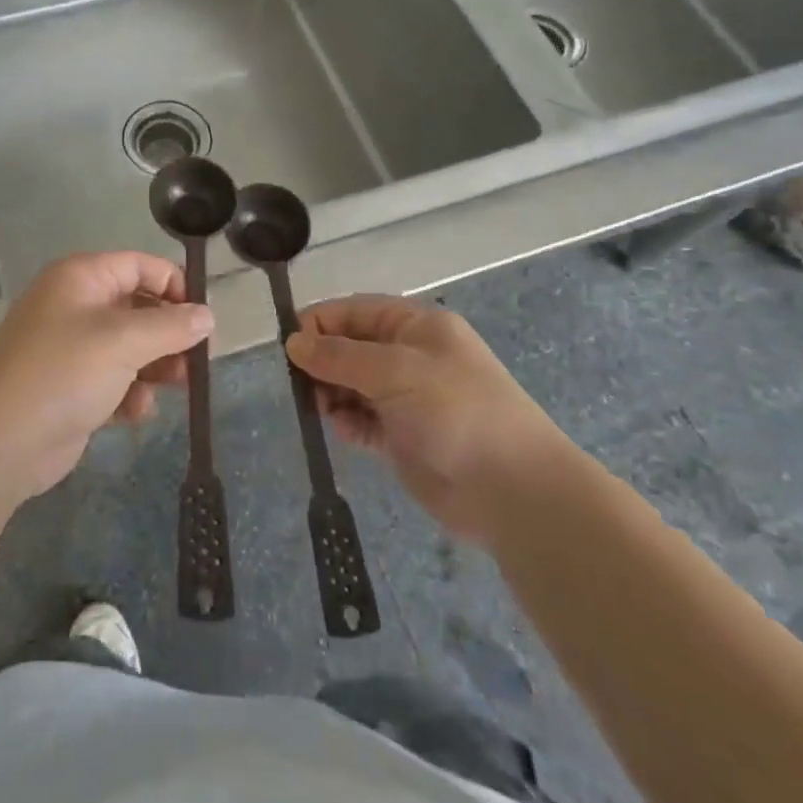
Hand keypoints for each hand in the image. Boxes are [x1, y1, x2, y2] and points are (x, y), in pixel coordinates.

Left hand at [0, 253, 212, 499]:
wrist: (2, 440)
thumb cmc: (65, 372)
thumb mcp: (125, 341)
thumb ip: (171, 326)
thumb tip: (207, 315)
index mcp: (81, 278)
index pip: (139, 266)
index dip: (174, 285)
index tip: (202, 317)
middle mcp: (75, 306)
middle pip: (138, 308)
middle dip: (169, 334)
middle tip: (196, 360)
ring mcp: (70, 348)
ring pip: (129, 348)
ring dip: (155, 367)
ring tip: (178, 387)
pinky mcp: (71, 388)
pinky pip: (113, 380)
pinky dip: (129, 394)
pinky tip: (136, 413)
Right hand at [287, 295, 572, 543]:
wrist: (513, 491)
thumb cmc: (457, 411)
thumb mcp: (396, 371)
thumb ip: (340, 355)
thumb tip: (293, 341)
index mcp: (416, 326)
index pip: (355, 311)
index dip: (320, 323)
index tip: (288, 344)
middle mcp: (409, 357)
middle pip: (349, 347)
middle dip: (322, 362)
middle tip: (301, 384)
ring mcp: (406, 398)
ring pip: (350, 384)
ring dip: (330, 393)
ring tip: (323, 409)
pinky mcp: (402, 437)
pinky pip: (361, 420)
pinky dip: (347, 422)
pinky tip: (344, 430)